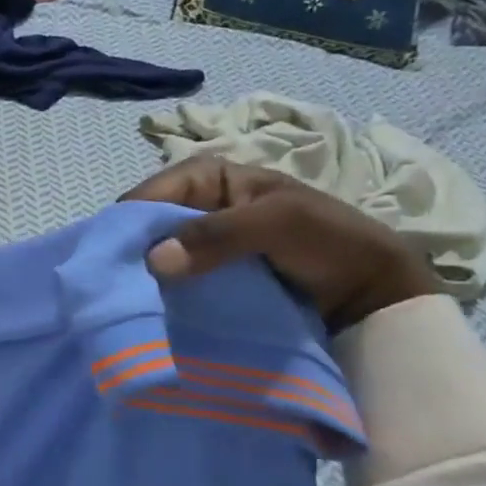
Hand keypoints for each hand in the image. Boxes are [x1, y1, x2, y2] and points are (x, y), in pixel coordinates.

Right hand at [120, 156, 439, 330]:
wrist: (373, 292)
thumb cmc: (328, 240)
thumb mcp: (277, 223)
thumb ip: (217, 235)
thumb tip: (153, 260)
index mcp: (210, 177)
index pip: (153, 192)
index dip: (131, 220)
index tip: (112, 256)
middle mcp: (199, 206)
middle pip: (149, 224)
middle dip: (134, 251)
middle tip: (116, 284)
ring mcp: (203, 244)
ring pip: (158, 254)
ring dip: (146, 276)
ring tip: (129, 301)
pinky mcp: (209, 276)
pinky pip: (176, 279)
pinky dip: (164, 292)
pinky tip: (152, 308)